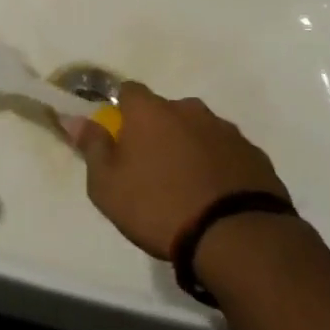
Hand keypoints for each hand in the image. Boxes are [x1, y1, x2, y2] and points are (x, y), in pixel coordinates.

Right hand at [62, 82, 288, 260]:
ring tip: (188, 189)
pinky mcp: (254, 155)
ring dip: (191, 148)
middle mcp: (189, 109)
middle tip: (154, 171)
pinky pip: (227, 153)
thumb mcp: (108, 186)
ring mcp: (225, 130)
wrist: (236, 237)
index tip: (121, 140)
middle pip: (166, 112)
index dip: (122, 113)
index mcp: (150, 111)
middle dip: (159, 132)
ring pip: (199, 131)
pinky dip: (219, 167)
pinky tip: (216, 198)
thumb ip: (92, 148)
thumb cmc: (159, 207)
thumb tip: (75, 119)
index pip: (129, 92)